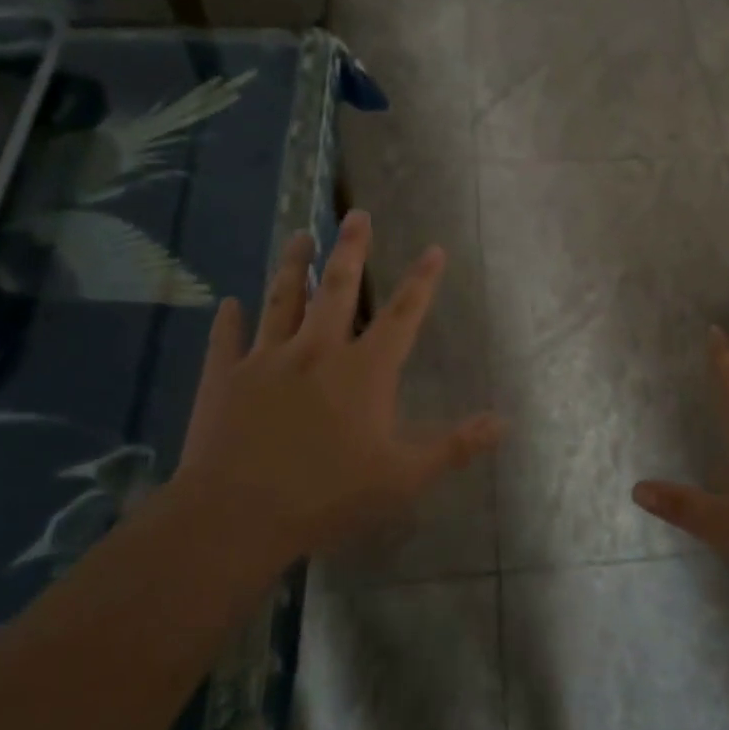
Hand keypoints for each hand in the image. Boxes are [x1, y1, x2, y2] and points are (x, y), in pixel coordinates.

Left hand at [171, 210, 502, 567]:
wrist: (237, 515)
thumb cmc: (328, 495)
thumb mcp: (404, 476)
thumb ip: (454, 445)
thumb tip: (503, 422)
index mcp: (364, 370)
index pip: (403, 314)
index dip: (422, 281)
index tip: (433, 248)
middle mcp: (317, 351)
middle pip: (338, 288)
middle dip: (351, 249)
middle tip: (356, 214)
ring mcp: (267, 360)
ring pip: (282, 299)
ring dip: (293, 266)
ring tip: (299, 236)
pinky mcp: (225, 378)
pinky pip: (227, 339)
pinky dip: (230, 320)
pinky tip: (228, 303)